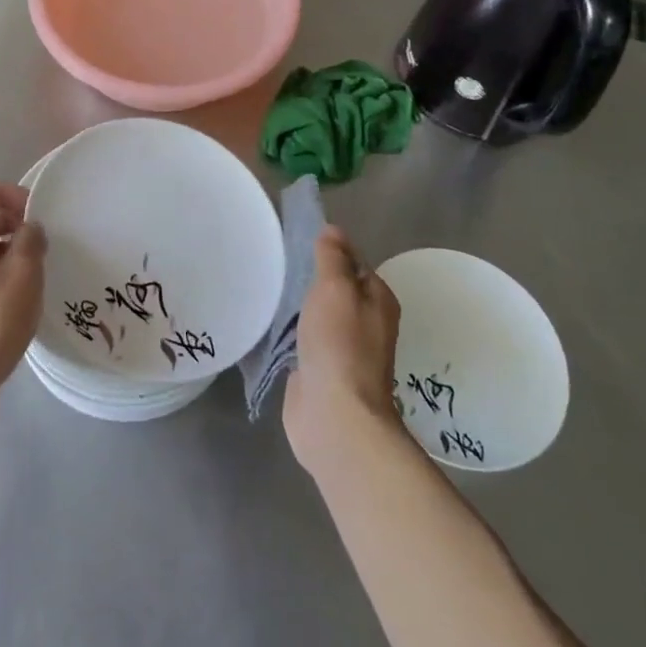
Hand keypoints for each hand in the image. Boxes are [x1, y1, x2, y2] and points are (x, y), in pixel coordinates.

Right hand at [284, 226, 402, 476]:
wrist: (335, 416)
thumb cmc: (340, 345)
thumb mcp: (335, 289)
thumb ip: (333, 258)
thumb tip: (333, 229)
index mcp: (378, 300)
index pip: (354, 263)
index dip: (329, 251)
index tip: (296, 241)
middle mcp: (365, 323)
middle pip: (335, 290)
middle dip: (310, 278)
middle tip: (276, 262)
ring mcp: (343, 349)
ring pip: (317, 315)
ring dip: (297, 305)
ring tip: (267, 286)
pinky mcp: (320, 370)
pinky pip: (303, 340)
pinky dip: (289, 331)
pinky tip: (269, 323)